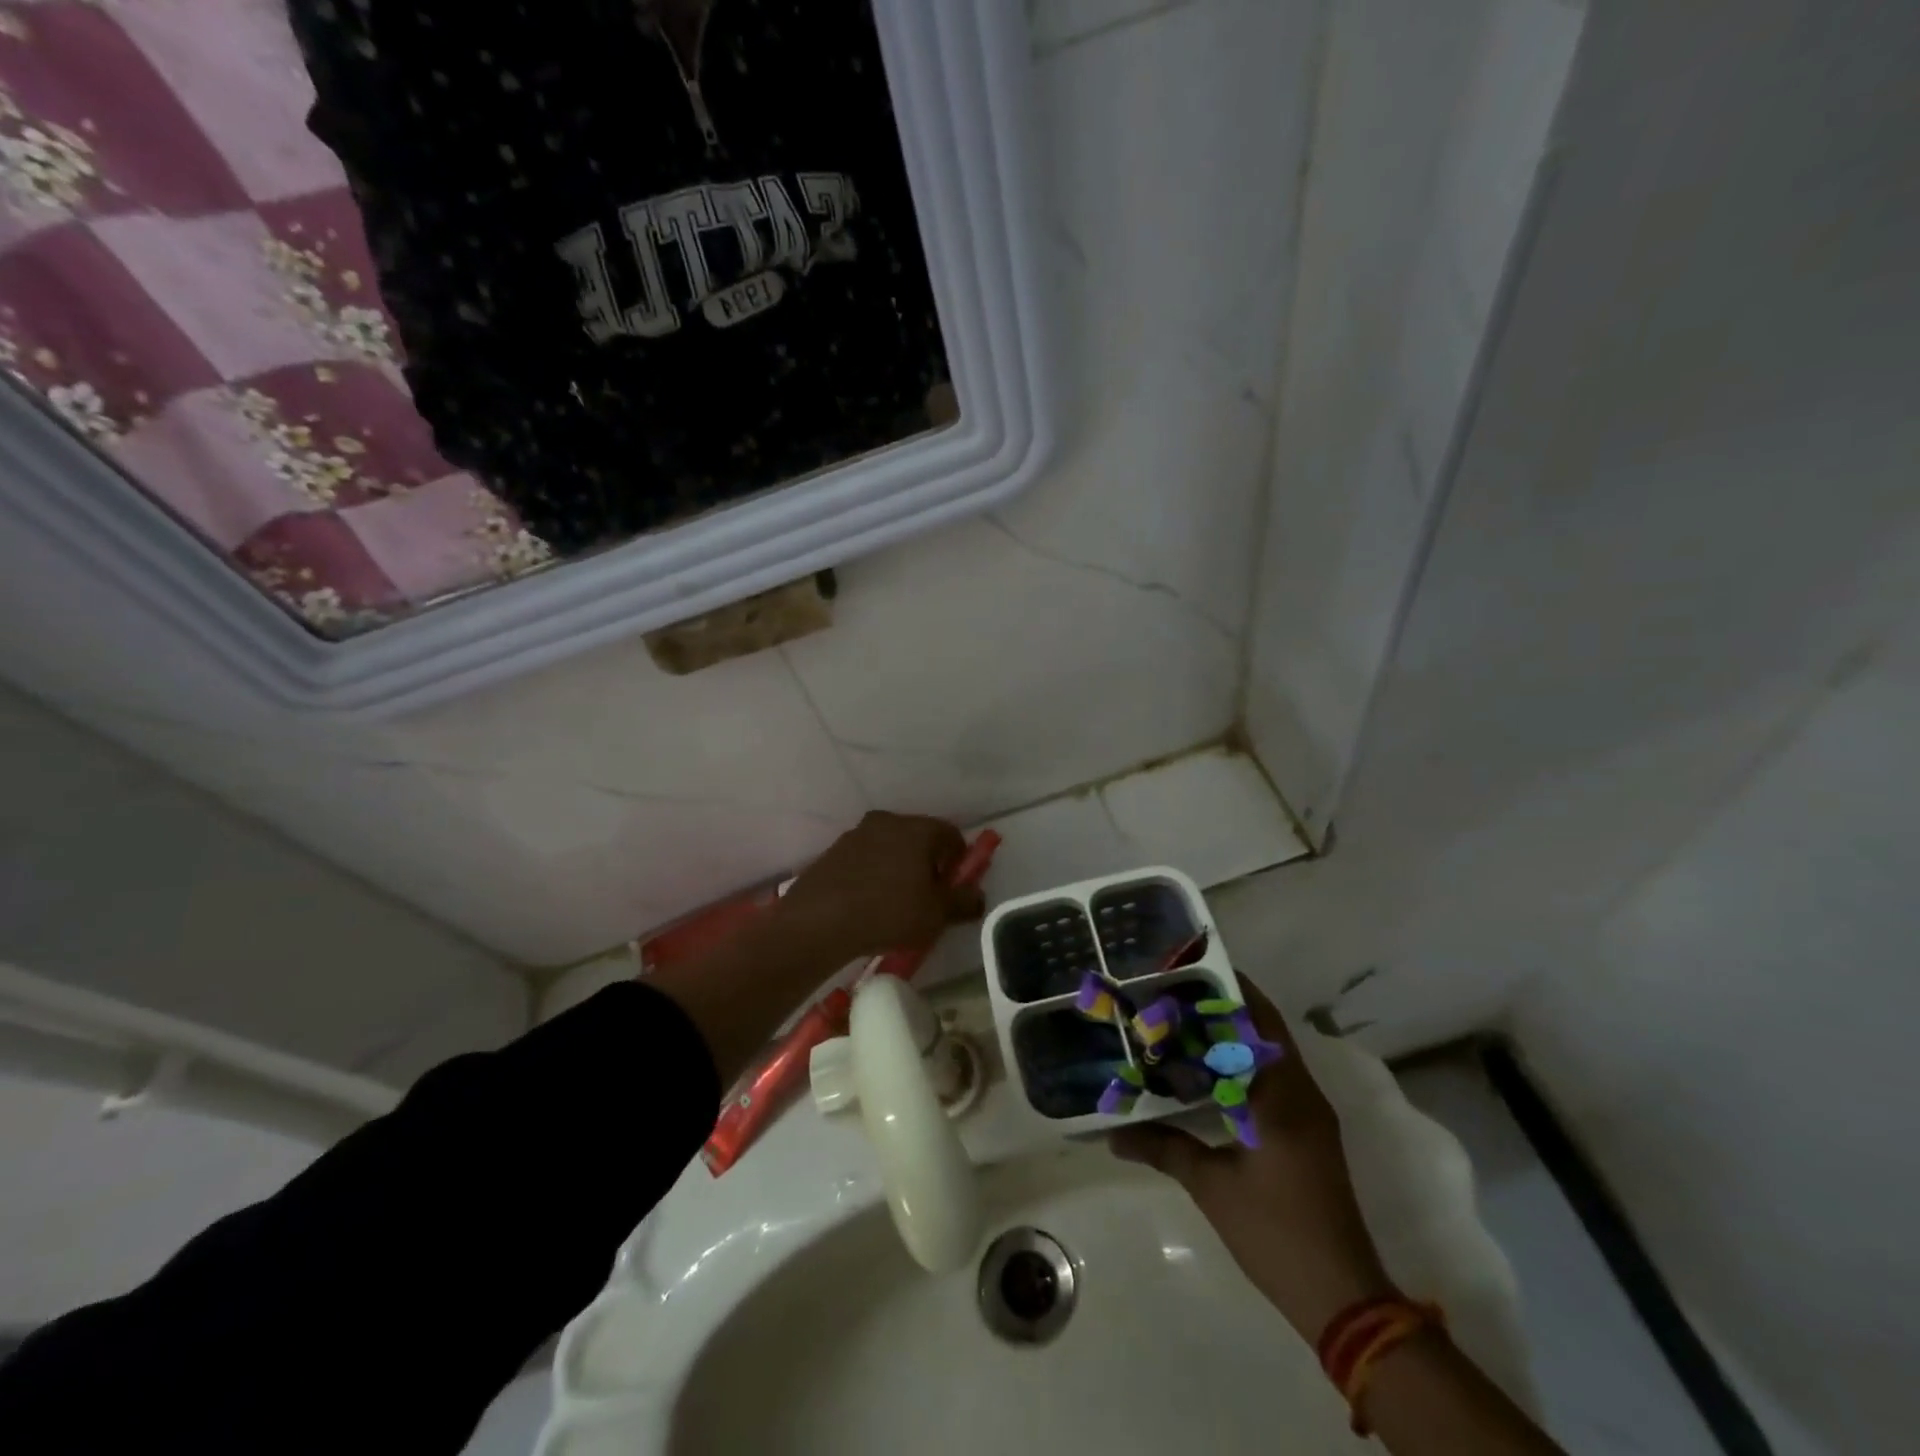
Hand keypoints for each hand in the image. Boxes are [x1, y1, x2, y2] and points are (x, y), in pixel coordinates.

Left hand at [776, 811, 985, 964]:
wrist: (817, 921)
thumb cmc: (888, 912)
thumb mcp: (936, 914)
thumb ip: (964, 902)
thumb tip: (978, 895)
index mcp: (917, 828)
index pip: (951, 834)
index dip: (959, 860)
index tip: (955, 887)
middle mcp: (888, 821)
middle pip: (919, 838)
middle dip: (929, 863)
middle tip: (929, 896)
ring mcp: (856, 834)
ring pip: (891, 847)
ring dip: (900, 868)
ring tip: (897, 903)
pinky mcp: (834, 851)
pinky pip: (866, 859)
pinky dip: (874, 874)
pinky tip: (869, 903)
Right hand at [1111, 976, 1395, 1339]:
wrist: (1343, 1297)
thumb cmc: (1275, 1232)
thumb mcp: (1211, 1187)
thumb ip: (1163, 1148)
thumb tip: (1112, 1135)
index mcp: (1282, 1097)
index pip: (1259, 1023)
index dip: (1230, 992)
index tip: (1193, 973)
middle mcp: (1303, 1095)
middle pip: (1268, 1032)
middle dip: (1229, 1009)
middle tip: (1181, 995)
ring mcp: (1312, 1116)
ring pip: (1274, 1057)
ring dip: (1239, 1037)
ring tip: (1189, 1025)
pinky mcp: (1312, 1135)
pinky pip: (1278, 1081)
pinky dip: (1248, 1066)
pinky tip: (1213, 1075)